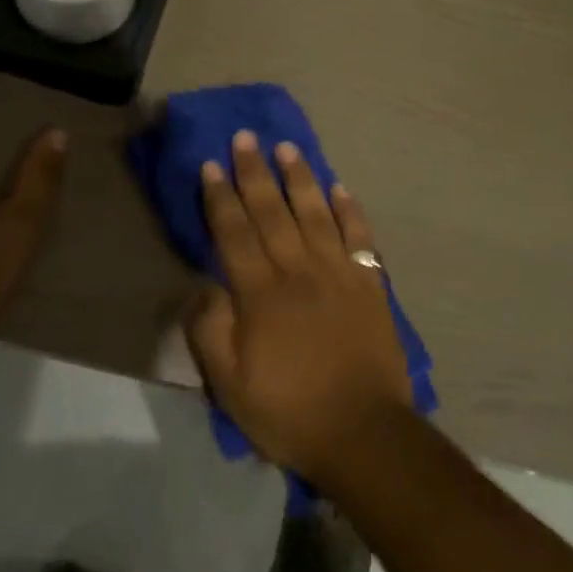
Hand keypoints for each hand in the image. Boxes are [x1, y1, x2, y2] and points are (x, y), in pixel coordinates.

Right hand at [185, 132, 412, 485]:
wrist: (363, 433)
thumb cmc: (289, 411)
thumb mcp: (230, 384)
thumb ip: (211, 329)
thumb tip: (203, 284)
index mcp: (261, 293)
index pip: (235, 233)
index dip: (221, 198)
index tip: (212, 165)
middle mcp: (299, 270)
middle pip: (273, 212)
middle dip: (255, 173)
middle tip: (245, 138)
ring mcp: (339, 274)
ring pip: (316, 213)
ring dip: (300, 178)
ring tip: (287, 148)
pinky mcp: (369, 285)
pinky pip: (359, 238)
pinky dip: (351, 210)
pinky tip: (341, 188)